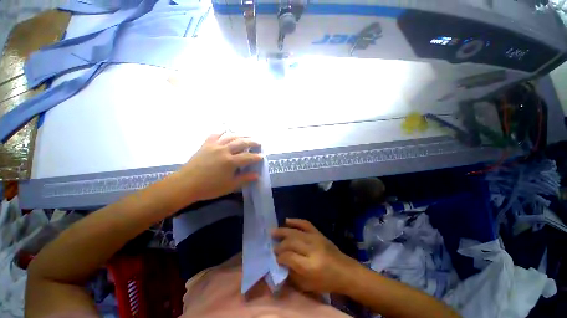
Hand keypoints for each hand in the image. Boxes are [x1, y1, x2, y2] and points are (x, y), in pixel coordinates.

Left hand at [173, 133, 262, 203]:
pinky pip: (215, 135)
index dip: (256, 156)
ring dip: (241, 135)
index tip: (262, 156)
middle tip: (259, 142)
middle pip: (242, 142)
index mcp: (231, 161)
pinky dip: (222, 131)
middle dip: (252, 141)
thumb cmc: (209, 187)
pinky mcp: (206, 145)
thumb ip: (244, 179)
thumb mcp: (230, 186)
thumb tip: (257, 175)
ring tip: (248, 135)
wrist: (185, 184)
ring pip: (231, 136)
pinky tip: (226, 130)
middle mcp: (224, 150)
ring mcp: (214, 146)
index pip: (248, 157)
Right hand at [272, 218, 361, 293]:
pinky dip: (295, 221)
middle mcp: (312, 249)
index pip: (289, 256)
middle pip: (291, 242)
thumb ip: (291, 275)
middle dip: (279, 245)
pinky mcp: (319, 233)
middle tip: (272, 246)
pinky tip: (287, 220)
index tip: (273, 258)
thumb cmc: (326, 282)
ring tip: (272, 231)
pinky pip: (305, 223)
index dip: (279, 257)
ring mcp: (316, 238)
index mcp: (310, 266)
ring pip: (295, 232)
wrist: (345, 271)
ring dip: (283, 231)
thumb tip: (279, 263)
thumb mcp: (307, 285)